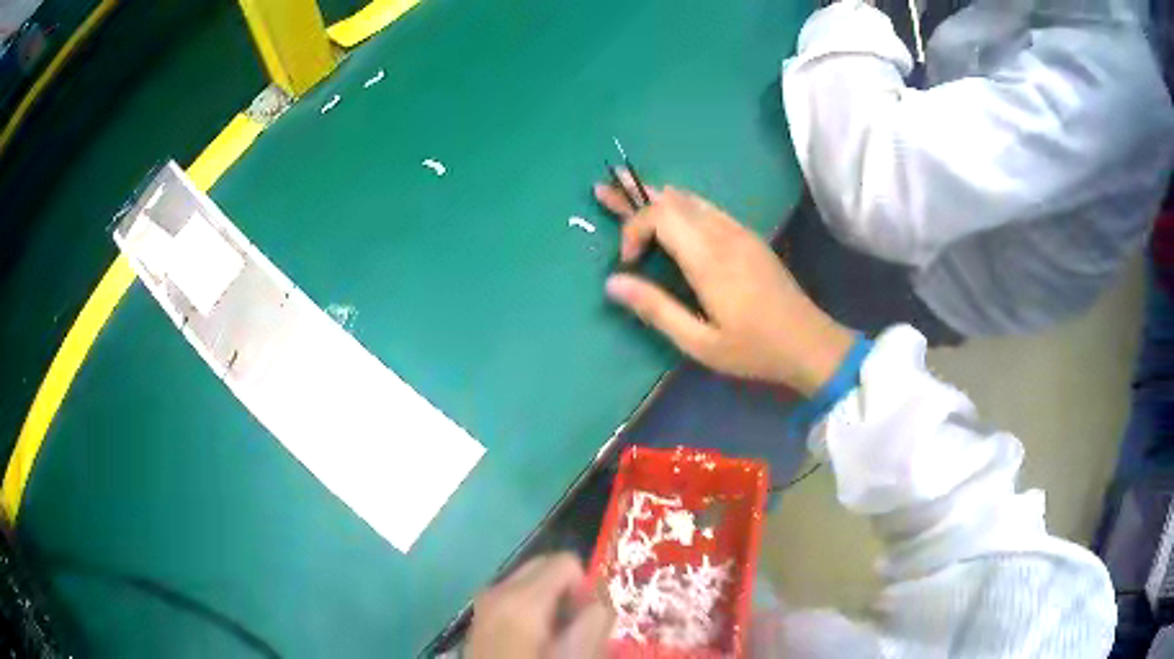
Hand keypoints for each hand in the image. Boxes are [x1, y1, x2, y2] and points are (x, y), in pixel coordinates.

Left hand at [467, 553, 612, 658]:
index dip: (585, 588)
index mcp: (522, 600)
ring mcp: (484, 602)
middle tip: (574, 628)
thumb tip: (599, 602)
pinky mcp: (480, 615)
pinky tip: (534, 640)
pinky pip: (514, 596)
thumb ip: (596, 623)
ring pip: (529, 581)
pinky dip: (532, 608)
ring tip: (554, 638)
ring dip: (550, 601)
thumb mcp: (577, 656)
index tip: (585, 620)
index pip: (565, 562)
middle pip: (545, 565)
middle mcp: (498, 590)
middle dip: (567, 590)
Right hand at [596, 178, 853, 396]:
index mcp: (709, 258)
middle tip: (603, 188)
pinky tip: (671, 206)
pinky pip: (707, 208)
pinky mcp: (748, 237)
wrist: (810, 343)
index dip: (633, 228)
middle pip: (672, 200)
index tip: (627, 262)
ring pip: (690, 199)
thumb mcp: (700, 342)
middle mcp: (723, 234)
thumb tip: (612, 283)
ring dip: (656, 195)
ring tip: (627, 187)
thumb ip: (656, 309)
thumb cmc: (754, 349)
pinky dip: (680, 203)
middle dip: (634, 197)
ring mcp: (739, 232)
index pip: (660, 216)